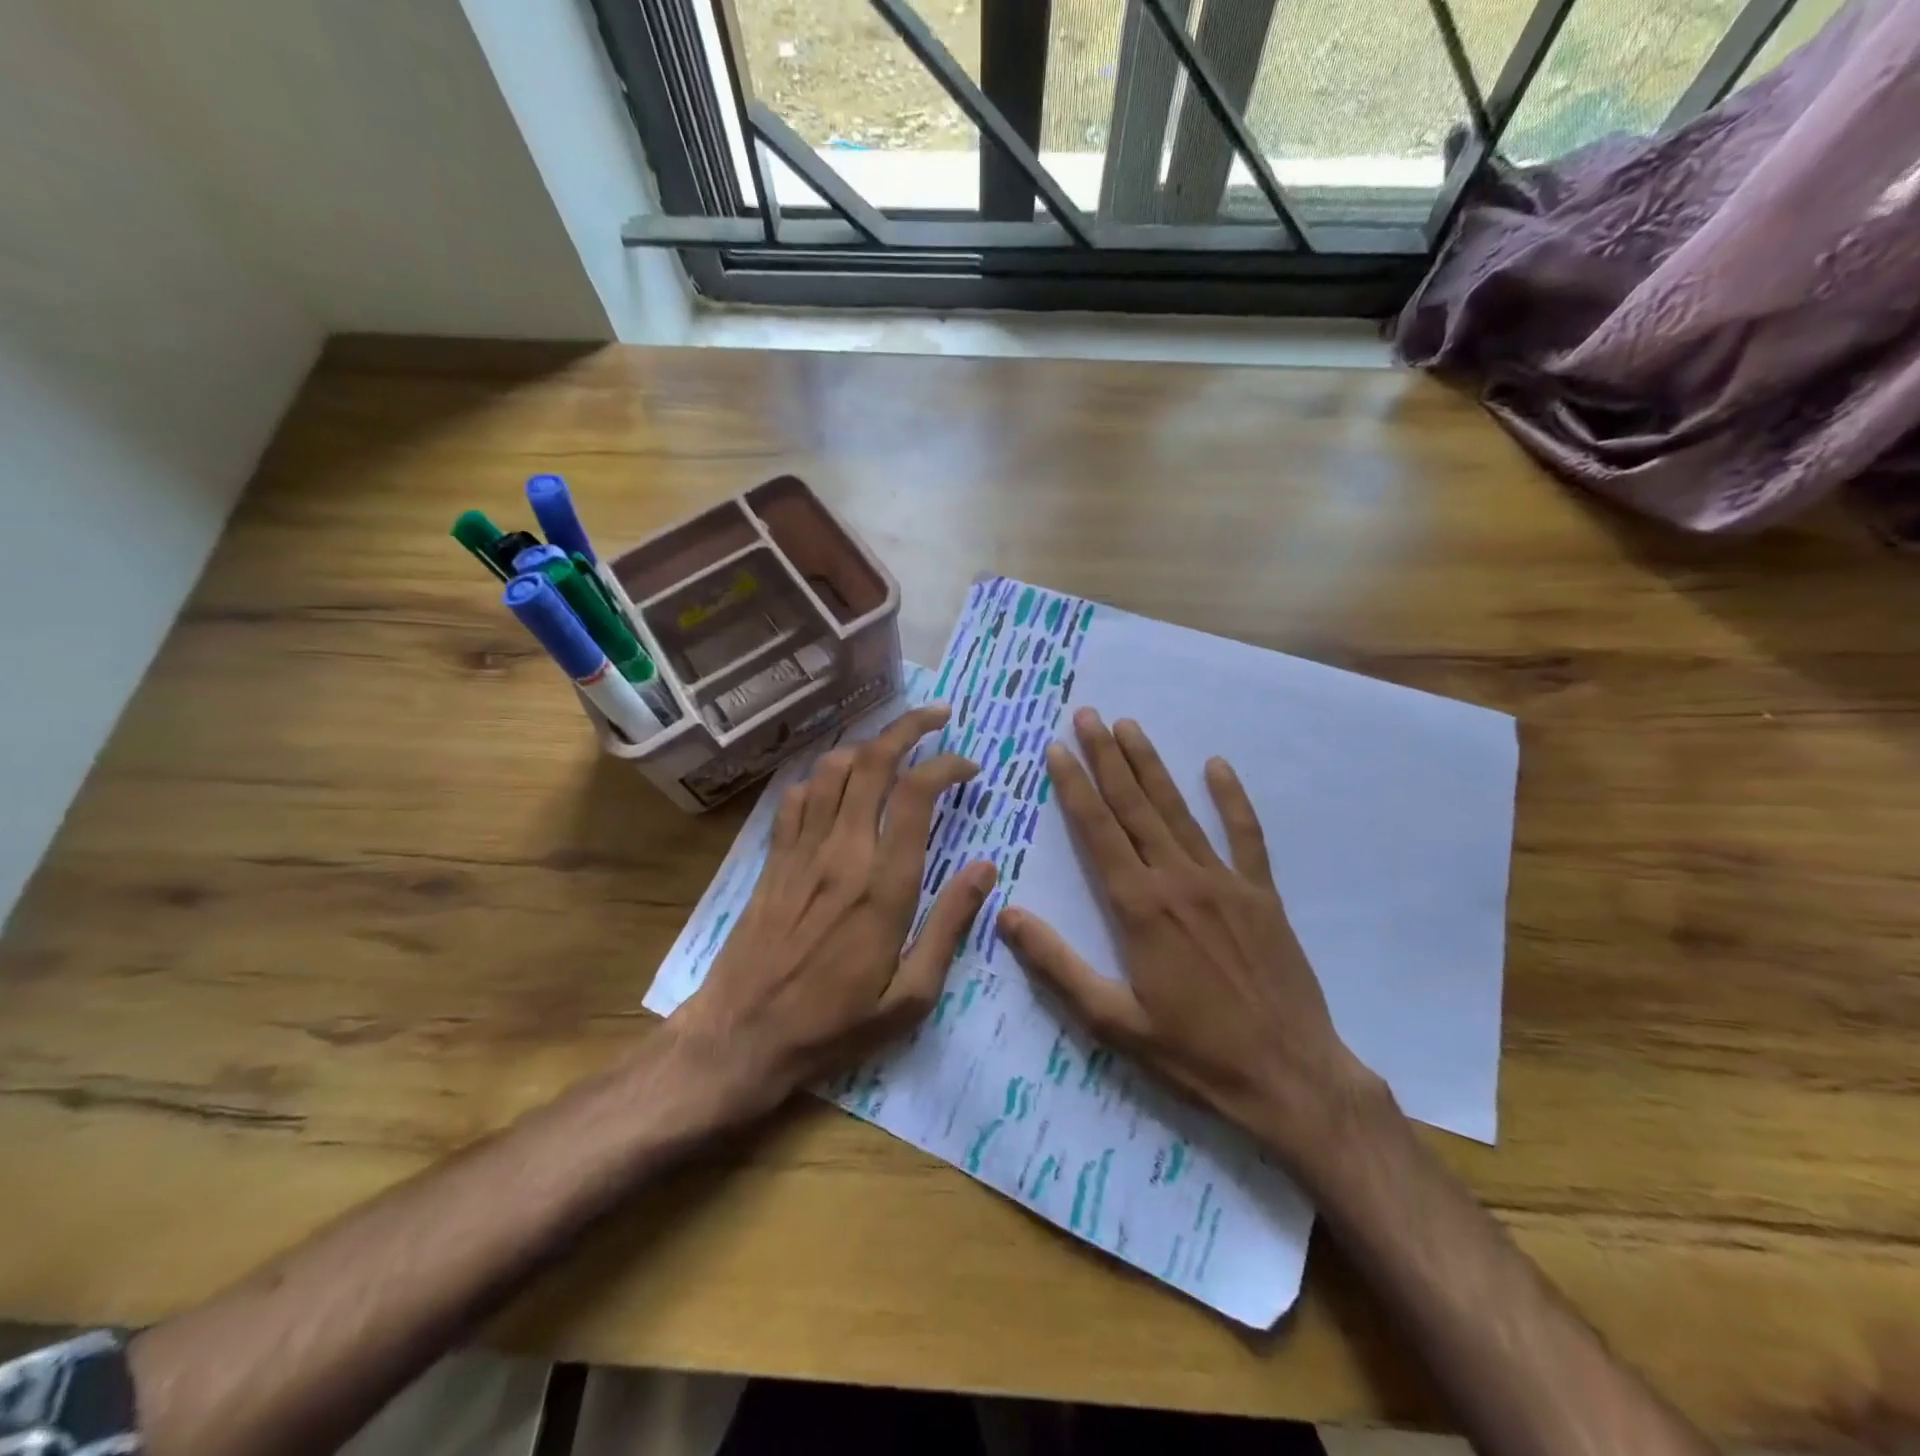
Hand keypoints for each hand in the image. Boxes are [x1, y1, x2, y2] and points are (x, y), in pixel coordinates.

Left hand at [670, 705, 996, 1122]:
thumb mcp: (910, 995)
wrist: (740, 1037)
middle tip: (938, 718)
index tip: (968, 766)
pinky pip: (798, 796)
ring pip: (832, 769)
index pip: (916, 794)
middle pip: (872, 762)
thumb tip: (985, 869)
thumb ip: (950, 925)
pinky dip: (823, 776)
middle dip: (909, 728)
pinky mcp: (774, 859)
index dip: (945, 764)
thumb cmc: (834, 1024)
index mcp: (883, 884)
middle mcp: (842, 852)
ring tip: (894, 747)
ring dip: (867, 745)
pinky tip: (839, 784)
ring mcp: (802, 850)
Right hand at [996, 709, 1381, 1173]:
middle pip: (1134, 806)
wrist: (1292, 1079)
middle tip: (1088, 715)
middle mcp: (1179, 880)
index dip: (1074, 786)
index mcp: (1139, 907)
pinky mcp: (1262, 895)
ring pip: (1179, 810)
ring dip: (1152, 765)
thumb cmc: (1195, 1054)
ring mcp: (1225, 882)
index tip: (1057, 748)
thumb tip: (1006, 915)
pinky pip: (1245, 835)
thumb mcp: (1113, 1022)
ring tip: (1130, 726)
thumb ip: (1057, 965)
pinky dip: (1231, 799)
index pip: (1097, 830)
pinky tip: (1217, 766)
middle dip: (1107, 758)